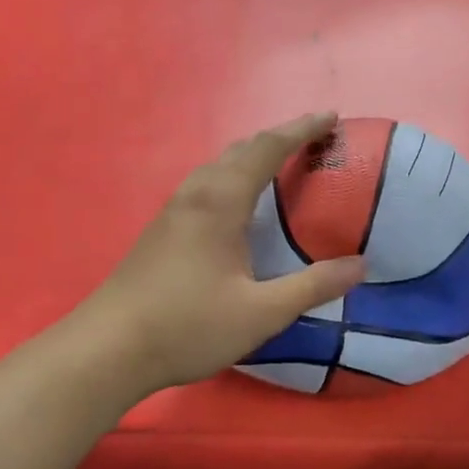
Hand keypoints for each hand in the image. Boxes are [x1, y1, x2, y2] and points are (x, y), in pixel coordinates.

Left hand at [76, 113, 365, 393]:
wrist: (107, 350)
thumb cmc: (188, 325)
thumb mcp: (262, 312)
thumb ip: (313, 286)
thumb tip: (360, 265)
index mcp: (220, 202)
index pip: (266, 149)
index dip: (301, 129)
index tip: (331, 118)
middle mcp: (195, 195)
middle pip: (240, 150)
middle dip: (279, 138)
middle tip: (314, 140)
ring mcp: (173, 212)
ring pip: (218, 166)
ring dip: (253, 156)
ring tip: (282, 165)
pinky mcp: (161, 231)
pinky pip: (206, 184)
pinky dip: (234, 177)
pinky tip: (240, 204)